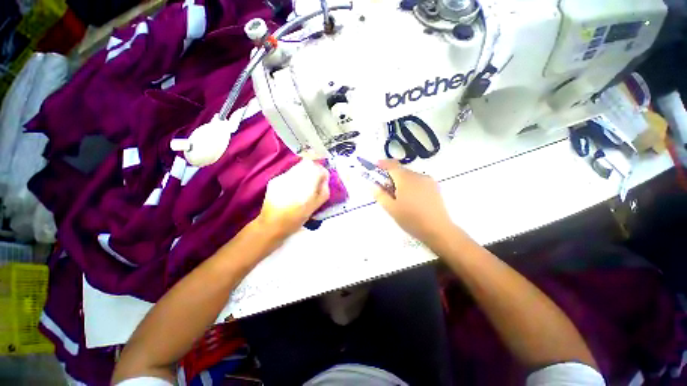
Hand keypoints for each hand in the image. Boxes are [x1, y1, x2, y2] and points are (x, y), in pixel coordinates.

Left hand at [256, 159, 329, 239]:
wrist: (272, 224)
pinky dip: (294, 177)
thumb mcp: (315, 206)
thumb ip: (323, 191)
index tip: (323, 180)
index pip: (319, 168)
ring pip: (298, 167)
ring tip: (304, 185)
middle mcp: (294, 176)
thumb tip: (325, 180)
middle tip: (315, 180)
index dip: (323, 172)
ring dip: (304, 172)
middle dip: (314, 170)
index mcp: (306, 183)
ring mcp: (283, 177)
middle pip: (308, 164)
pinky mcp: (275, 180)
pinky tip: (292, 189)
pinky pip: (289, 174)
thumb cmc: (296, 218)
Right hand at [373, 160, 453, 244]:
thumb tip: (372, 185)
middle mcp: (418, 176)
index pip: (392, 166)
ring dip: (402, 181)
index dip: (383, 163)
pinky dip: (411, 185)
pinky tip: (411, 198)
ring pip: (411, 176)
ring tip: (399, 196)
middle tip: (385, 188)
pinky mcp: (435, 187)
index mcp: (406, 179)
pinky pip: (419, 181)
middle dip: (392, 176)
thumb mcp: (391, 209)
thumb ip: (380, 195)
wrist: (438, 230)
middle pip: (401, 171)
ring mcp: (428, 181)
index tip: (376, 165)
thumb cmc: (411, 219)